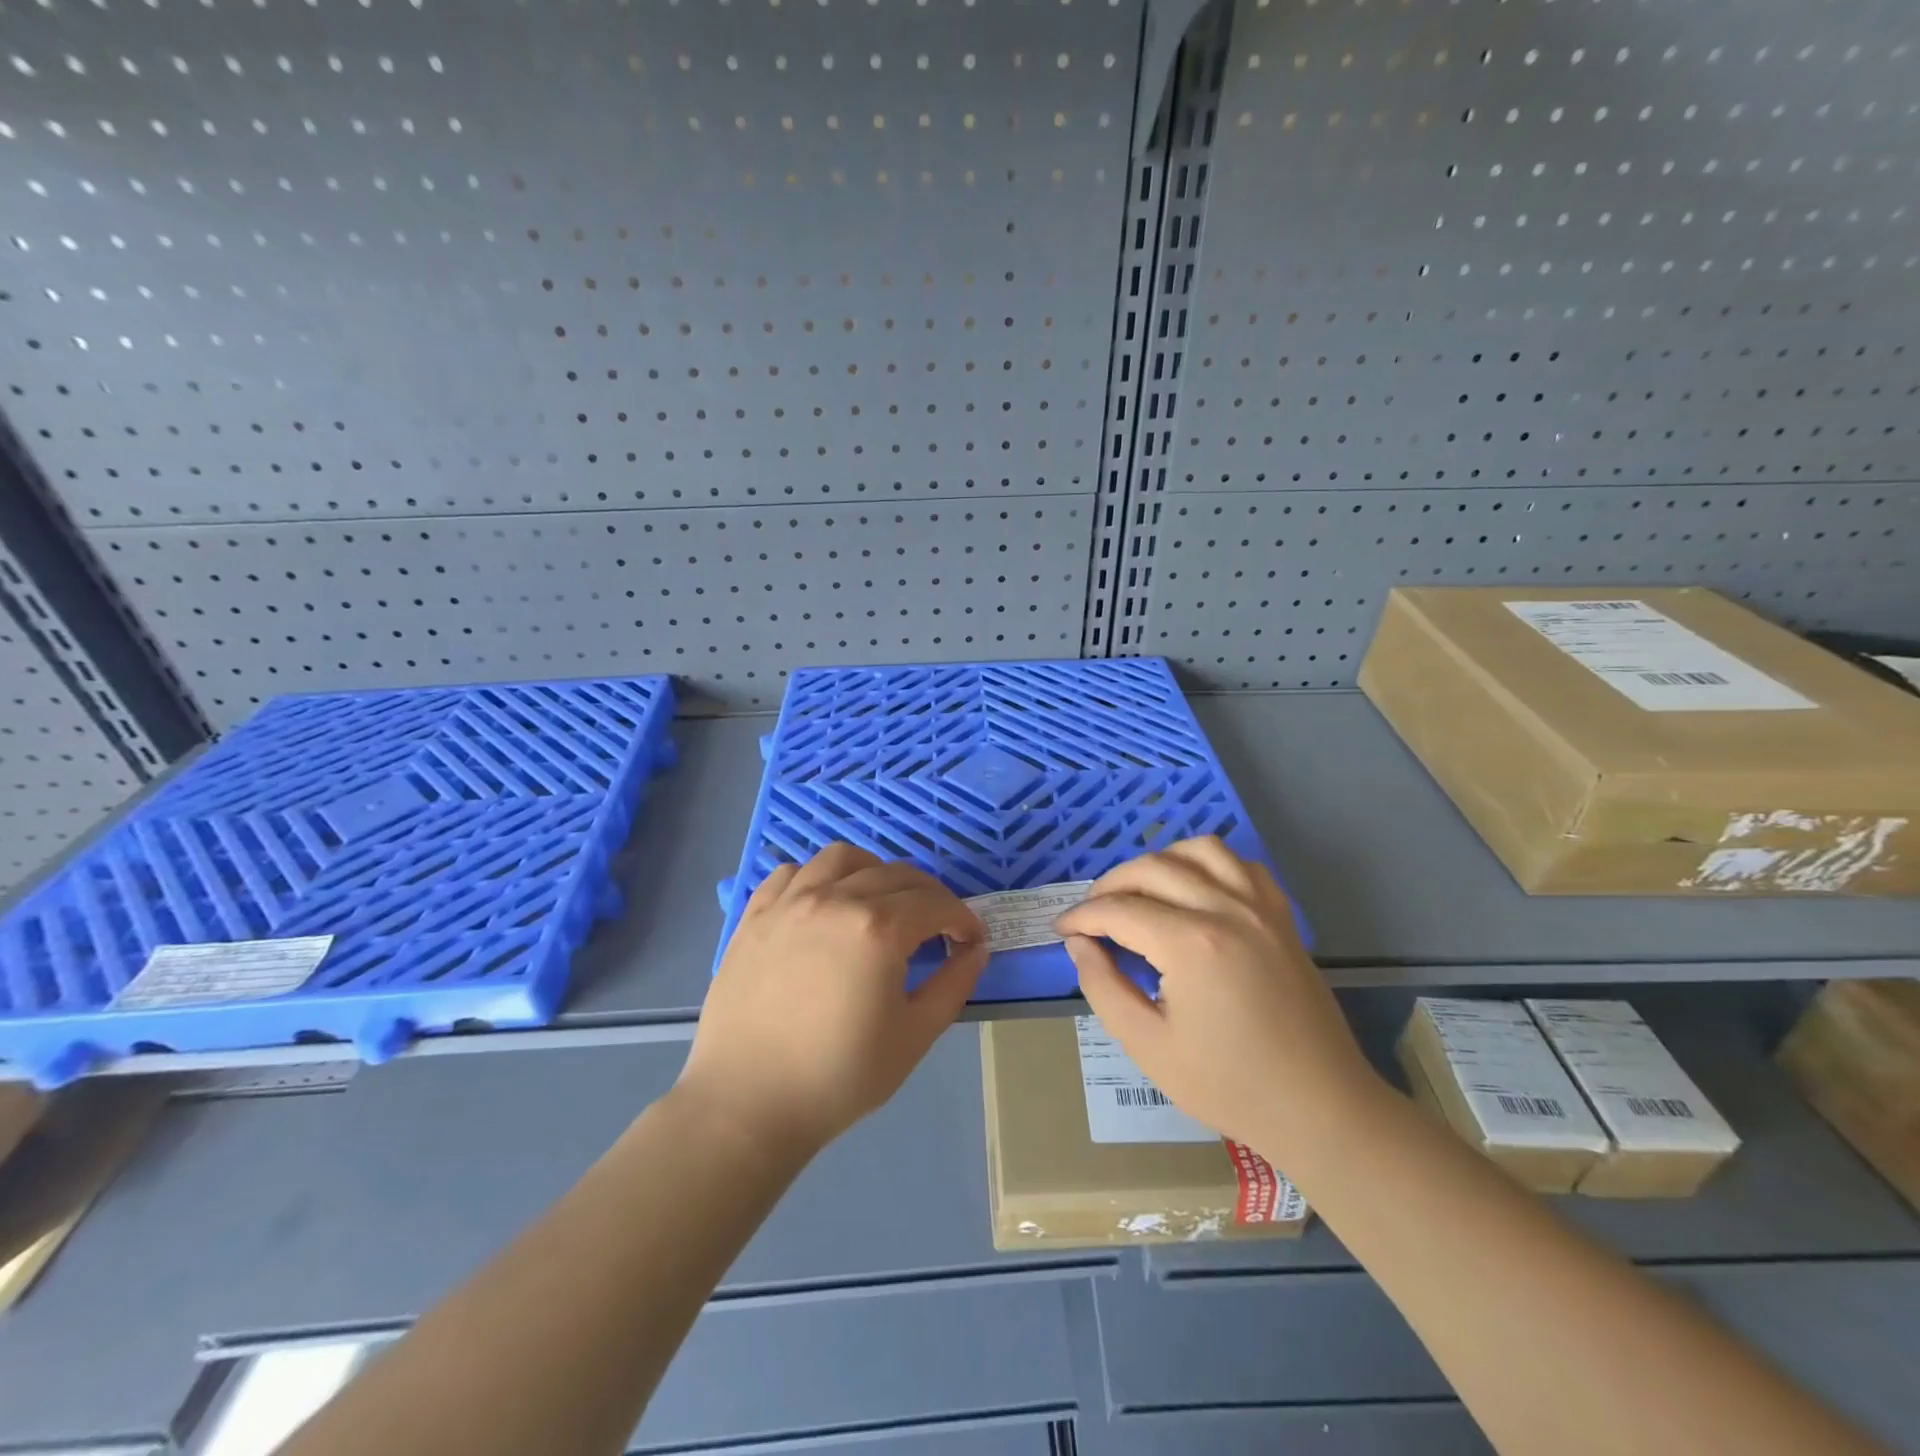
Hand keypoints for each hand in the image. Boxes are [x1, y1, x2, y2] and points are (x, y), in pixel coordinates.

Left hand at [676, 844, 987, 1158]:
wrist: (747, 1103)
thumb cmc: (839, 1076)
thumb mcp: (914, 1036)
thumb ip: (953, 985)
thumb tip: (975, 949)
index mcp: (878, 928)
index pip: (935, 904)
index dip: (962, 919)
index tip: (970, 940)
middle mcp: (835, 899)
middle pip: (896, 874)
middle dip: (928, 896)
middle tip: (936, 927)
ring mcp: (790, 902)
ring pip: (843, 858)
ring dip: (874, 870)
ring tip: (879, 901)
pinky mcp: (755, 915)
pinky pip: (791, 872)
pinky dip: (817, 877)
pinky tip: (824, 904)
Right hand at [1055, 837, 1381, 1156]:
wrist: (1319, 1107)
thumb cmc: (1229, 1085)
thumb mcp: (1148, 1046)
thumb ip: (1102, 987)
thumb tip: (1079, 944)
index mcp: (1191, 944)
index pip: (1119, 910)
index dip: (1082, 917)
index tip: (1062, 930)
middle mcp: (1226, 909)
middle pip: (1152, 868)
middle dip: (1110, 885)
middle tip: (1091, 915)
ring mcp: (1259, 907)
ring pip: (1198, 850)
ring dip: (1159, 862)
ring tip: (1140, 892)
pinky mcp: (1281, 916)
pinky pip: (1241, 864)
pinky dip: (1209, 863)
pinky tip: (1194, 888)